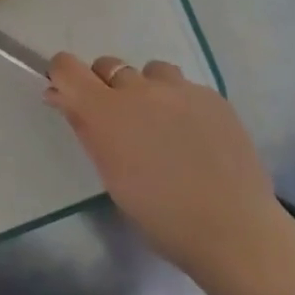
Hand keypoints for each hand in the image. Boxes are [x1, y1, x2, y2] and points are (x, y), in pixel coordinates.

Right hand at [44, 53, 289, 278]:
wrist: (234, 229)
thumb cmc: (160, 217)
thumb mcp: (111, 176)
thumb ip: (86, 129)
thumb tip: (61, 96)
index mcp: (106, 111)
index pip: (67, 67)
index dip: (63, 76)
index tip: (69, 95)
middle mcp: (139, 89)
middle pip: (108, 66)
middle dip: (105, 87)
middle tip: (121, 124)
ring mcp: (179, 88)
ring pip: (149, 72)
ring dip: (146, 91)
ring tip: (161, 126)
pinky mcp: (211, 95)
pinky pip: (184, 87)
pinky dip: (179, 103)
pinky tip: (194, 136)